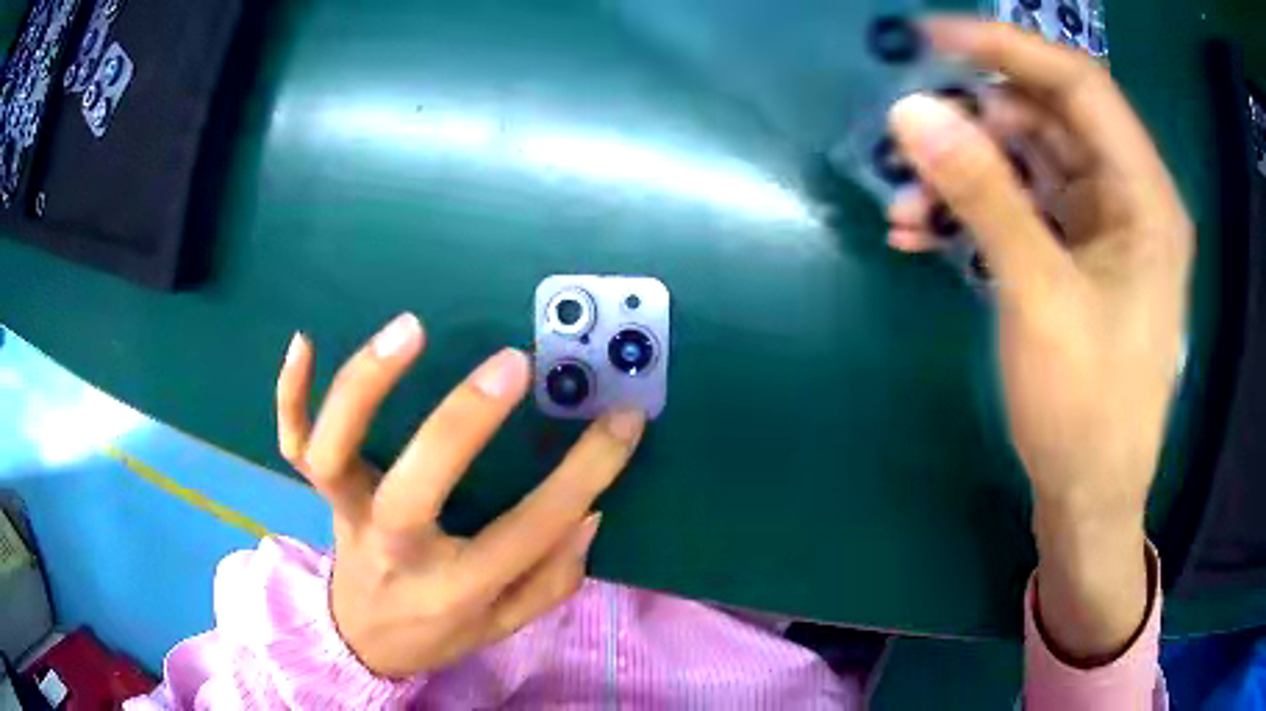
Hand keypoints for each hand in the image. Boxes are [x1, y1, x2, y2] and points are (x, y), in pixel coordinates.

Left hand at [275, 313, 645, 677]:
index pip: (528, 532)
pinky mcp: (320, 494)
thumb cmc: (438, 630)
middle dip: (462, 424)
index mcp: (455, 589)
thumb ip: (552, 577)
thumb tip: (588, 512)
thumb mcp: (506, 624)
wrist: (362, 638)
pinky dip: (290, 393)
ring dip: (364, 388)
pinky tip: (304, 340)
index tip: (623, 419)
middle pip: (415, 490)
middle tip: (511, 365)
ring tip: (410, 329)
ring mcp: (346, 516)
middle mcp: (394, 550)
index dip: (584, 473)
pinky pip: (292, 441)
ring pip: (334, 453)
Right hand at [887, 19, 1191, 660]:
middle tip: (908, 135)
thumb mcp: (1039, 297)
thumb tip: (911, 110)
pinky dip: (972, 213)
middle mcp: (1126, 200)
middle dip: (973, 121)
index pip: (1076, 83)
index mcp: (1144, 197)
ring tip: (905, 205)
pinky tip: (922, 235)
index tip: (929, 38)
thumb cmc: (1086, 410)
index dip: (1005, 47)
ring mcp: (1099, 231)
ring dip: (963, 174)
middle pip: (1045, 120)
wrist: (1089, 497)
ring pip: (1025, 164)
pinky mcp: (1074, 259)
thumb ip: (983, 195)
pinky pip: (1019, 209)